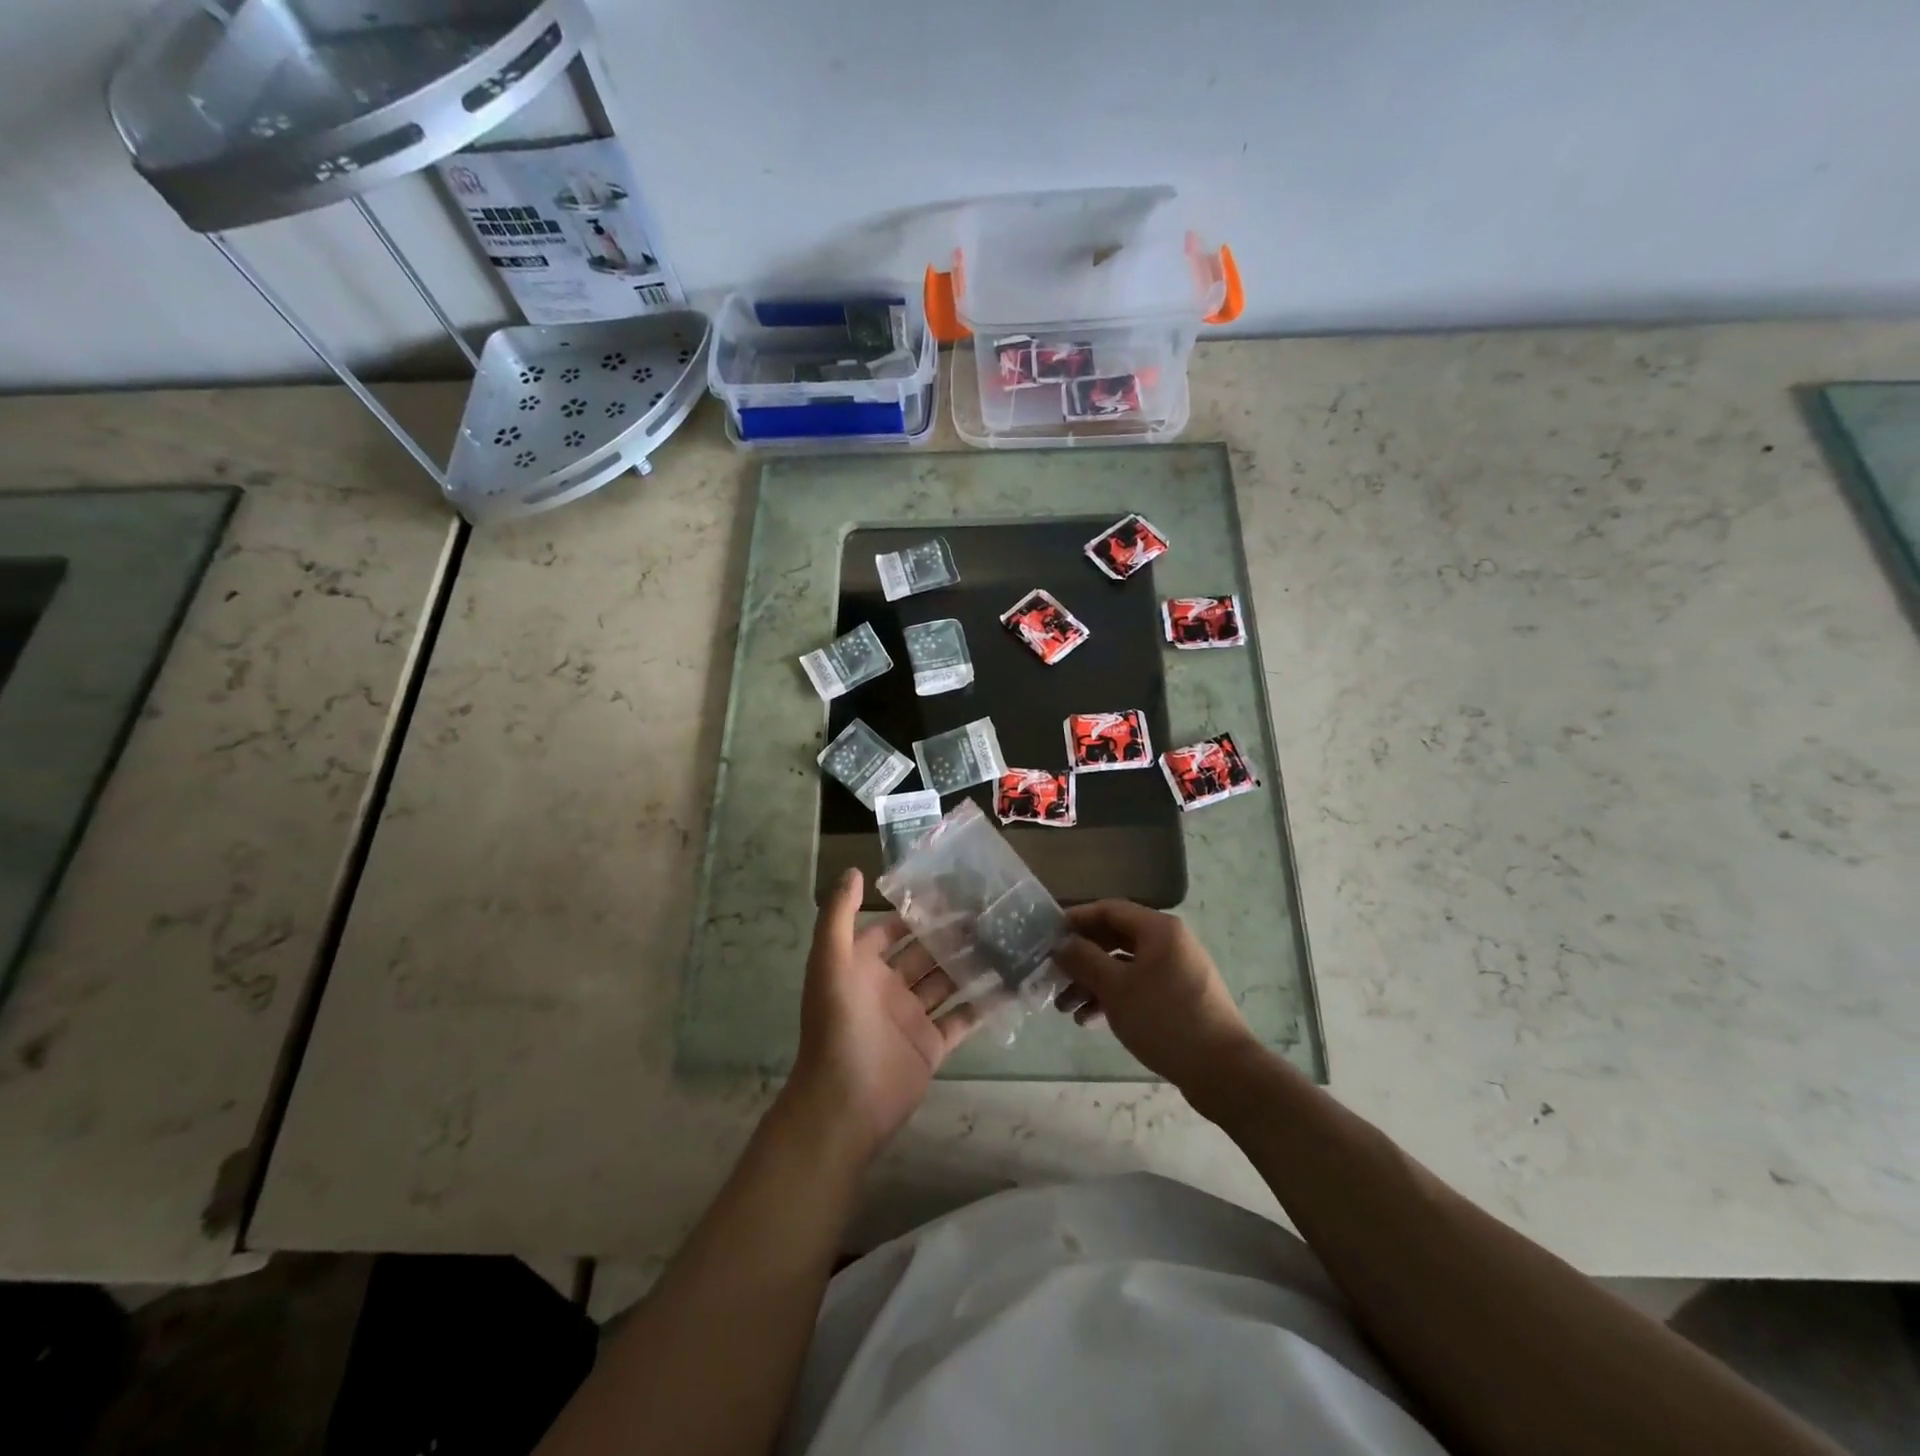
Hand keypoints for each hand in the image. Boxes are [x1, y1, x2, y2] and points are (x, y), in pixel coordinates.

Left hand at [786, 868, 981, 1159]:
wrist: (845, 1103)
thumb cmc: (838, 1025)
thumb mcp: (829, 962)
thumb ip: (838, 915)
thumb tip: (853, 870)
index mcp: (862, 966)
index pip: (892, 929)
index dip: (917, 911)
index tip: (953, 889)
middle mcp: (887, 987)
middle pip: (925, 953)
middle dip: (952, 934)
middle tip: (992, 912)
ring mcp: (911, 1017)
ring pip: (946, 982)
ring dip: (971, 963)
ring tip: (1007, 939)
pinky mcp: (931, 1046)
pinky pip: (962, 1019)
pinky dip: (983, 1003)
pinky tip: (1011, 984)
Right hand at [1053, 900, 1258, 1092]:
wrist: (1223, 1071)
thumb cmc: (1165, 1019)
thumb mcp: (1116, 988)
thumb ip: (1084, 960)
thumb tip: (1062, 944)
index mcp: (1159, 929)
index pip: (1109, 910)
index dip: (1077, 919)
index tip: (1048, 935)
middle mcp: (1170, 943)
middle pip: (1115, 939)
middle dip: (1082, 958)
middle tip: (1054, 975)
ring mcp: (1177, 971)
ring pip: (1125, 966)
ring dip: (1093, 983)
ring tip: (1066, 1009)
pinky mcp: (1179, 998)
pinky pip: (1139, 987)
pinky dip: (1114, 998)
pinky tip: (1090, 1021)